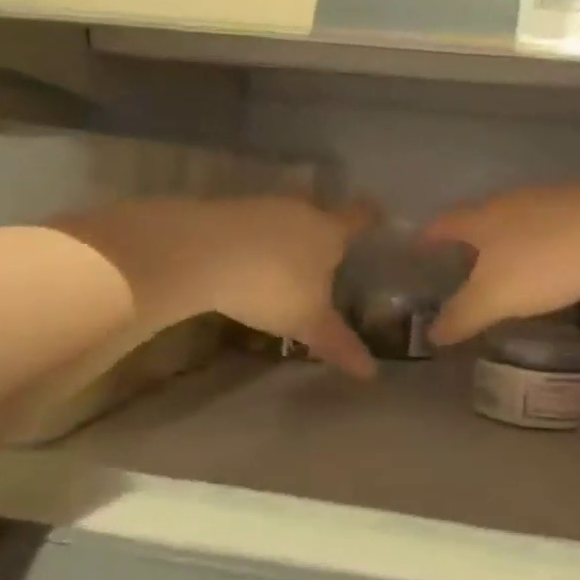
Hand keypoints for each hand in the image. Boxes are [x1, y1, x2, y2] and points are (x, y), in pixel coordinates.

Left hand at [57, 196, 376, 377]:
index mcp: (329, 231)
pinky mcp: (226, 210)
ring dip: (284, 231)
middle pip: (318, 209)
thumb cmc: (272, 286)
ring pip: (282, 215)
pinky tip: (244, 259)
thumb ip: (339, 343)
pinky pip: (250, 224)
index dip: (370, 217)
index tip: (377, 214)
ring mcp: (261, 206)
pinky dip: (253, 238)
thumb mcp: (308, 322)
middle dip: (322, 224)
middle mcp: (300, 210)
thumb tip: (371, 373)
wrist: (203, 254)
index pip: (359, 217)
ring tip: (282, 257)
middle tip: (324, 246)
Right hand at [424, 177, 579, 344]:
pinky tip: (555, 260)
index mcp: (483, 218)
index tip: (419, 245)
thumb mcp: (496, 297)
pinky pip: (551, 224)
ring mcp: (550, 199)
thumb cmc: (545, 261)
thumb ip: (463, 315)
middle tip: (464, 261)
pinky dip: (543, 241)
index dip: (430, 236)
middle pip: (482, 216)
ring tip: (509, 264)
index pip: (445, 224)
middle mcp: (511, 201)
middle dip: (471, 238)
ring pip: (518, 218)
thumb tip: (432, 334)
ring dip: (509, 239)